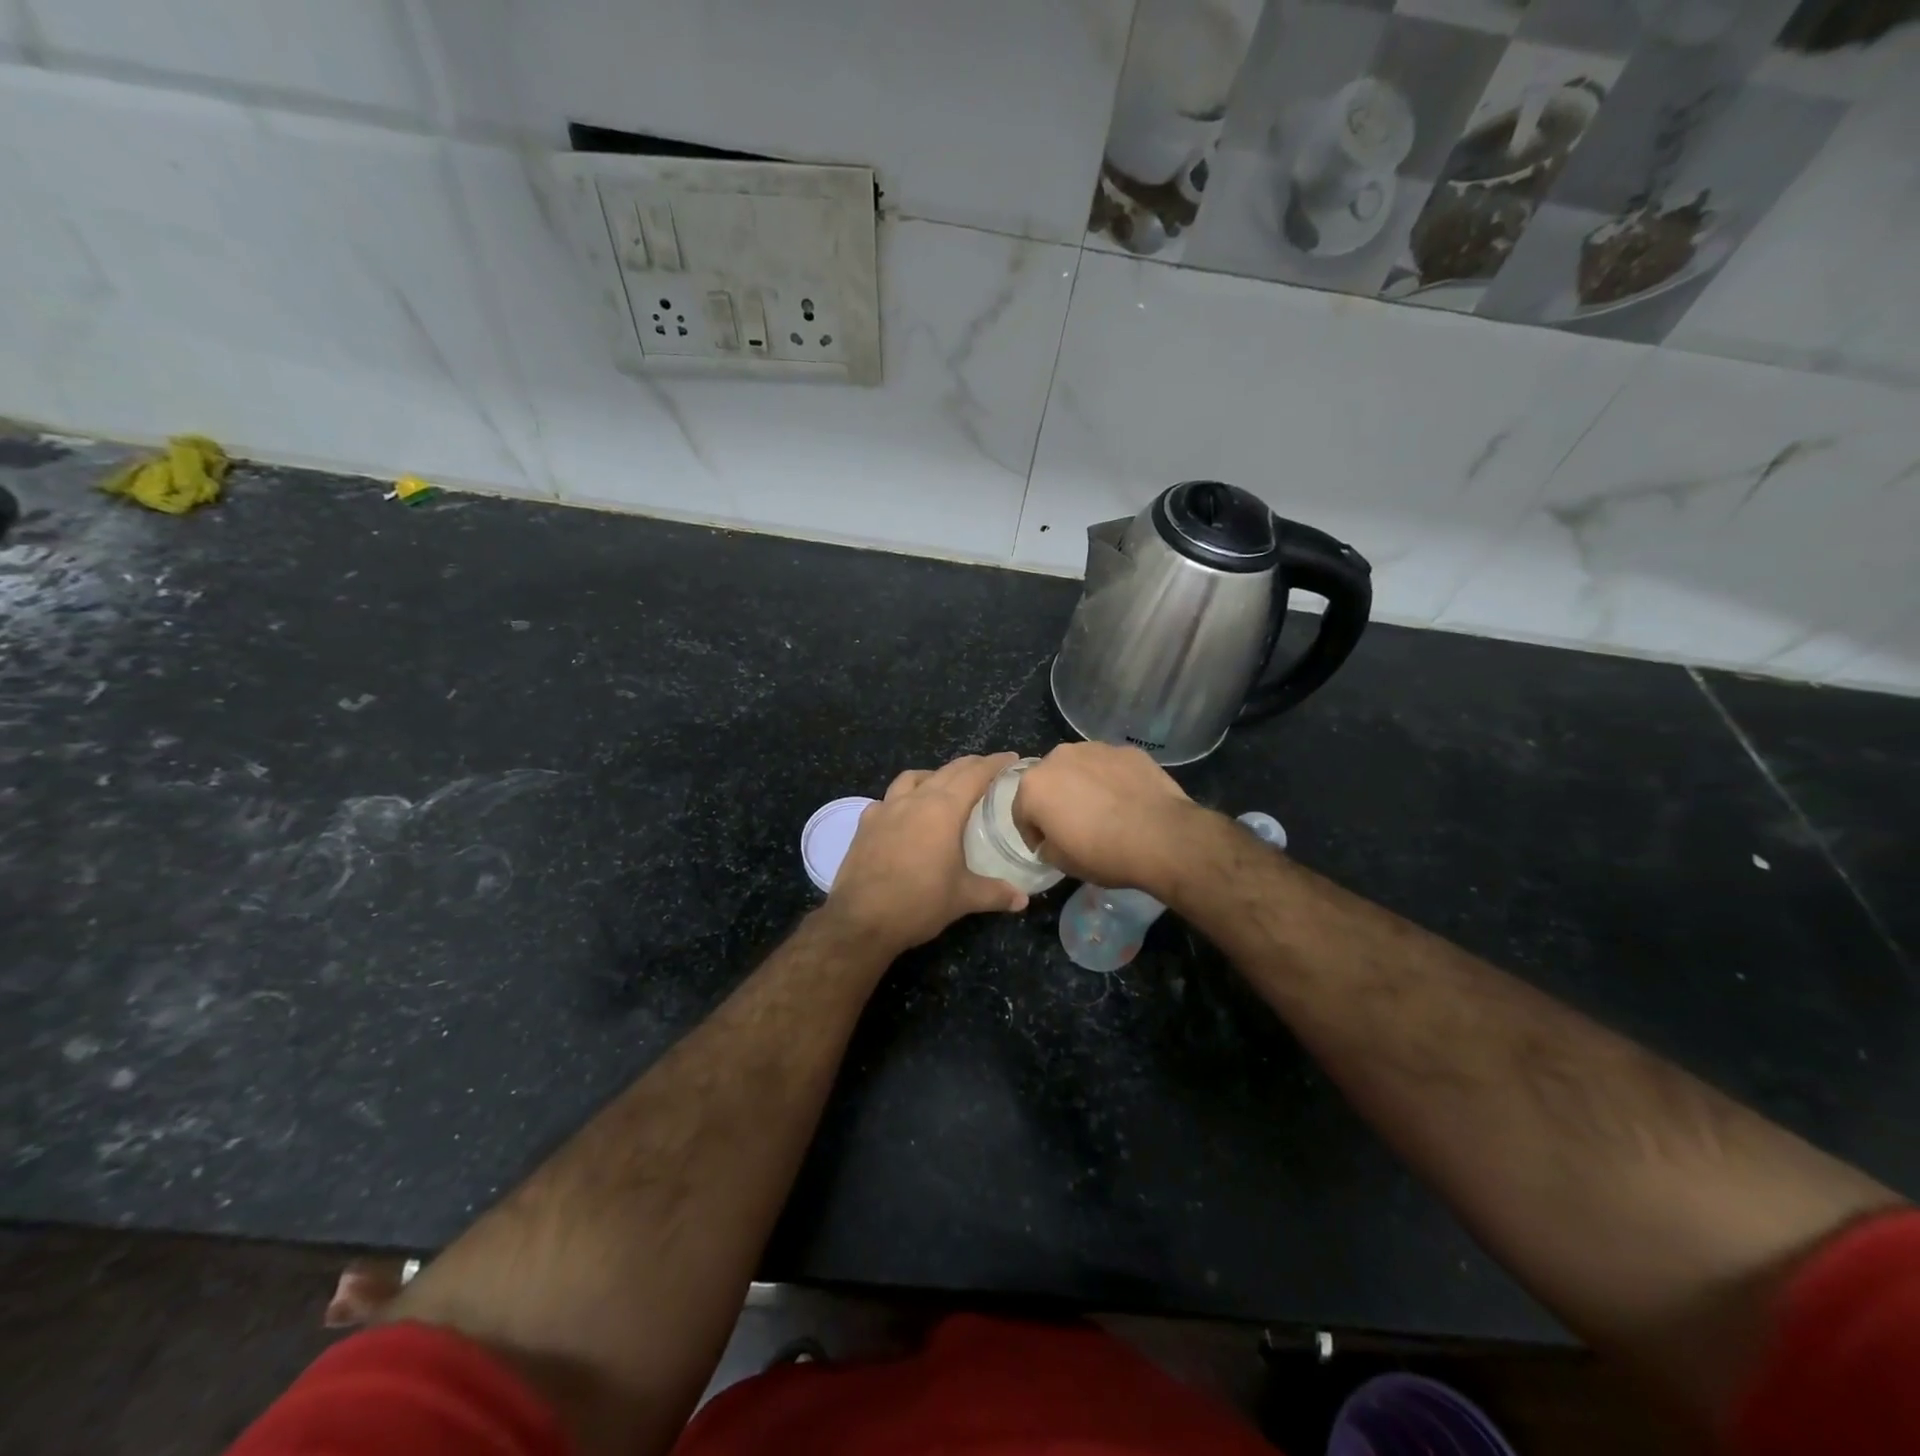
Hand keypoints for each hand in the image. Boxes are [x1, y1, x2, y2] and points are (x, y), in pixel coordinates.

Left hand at [823, 753, 1028, 954]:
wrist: (861, 920)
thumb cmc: (919, 903)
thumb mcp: (963, 898)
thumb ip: (995, 893)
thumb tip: (1022, 899)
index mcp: (943, 810)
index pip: (974, 775)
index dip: (994, 764)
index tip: (1011, 757)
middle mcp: (914, 800)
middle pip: (946, 771)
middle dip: (969, 765)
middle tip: (987, 767)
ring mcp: (885, 809)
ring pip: (913, 778)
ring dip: (933, 775)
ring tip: (944, 785)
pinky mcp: (865, 824)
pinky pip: (886, 799)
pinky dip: (901, 798)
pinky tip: (903, 813)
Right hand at [1013, 742, 1201, 894]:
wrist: (1161, 836)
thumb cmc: (1103, 852)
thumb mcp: (1063, 863)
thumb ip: (1047, 847)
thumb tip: (1051, 841)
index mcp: (1034, 786)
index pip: (1021, 811)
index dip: (1032, 833)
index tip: (1046, 848)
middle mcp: (1058, 757)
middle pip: (1048, 782)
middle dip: (1055, 801)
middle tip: (1073, 827)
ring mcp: (1094, 749)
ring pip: (1079, 769)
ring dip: (1082, 786)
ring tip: (1103, 811)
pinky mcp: (1126, 750)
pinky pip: (1109, 767)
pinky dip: (1111, 781)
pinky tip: (1126, 801)